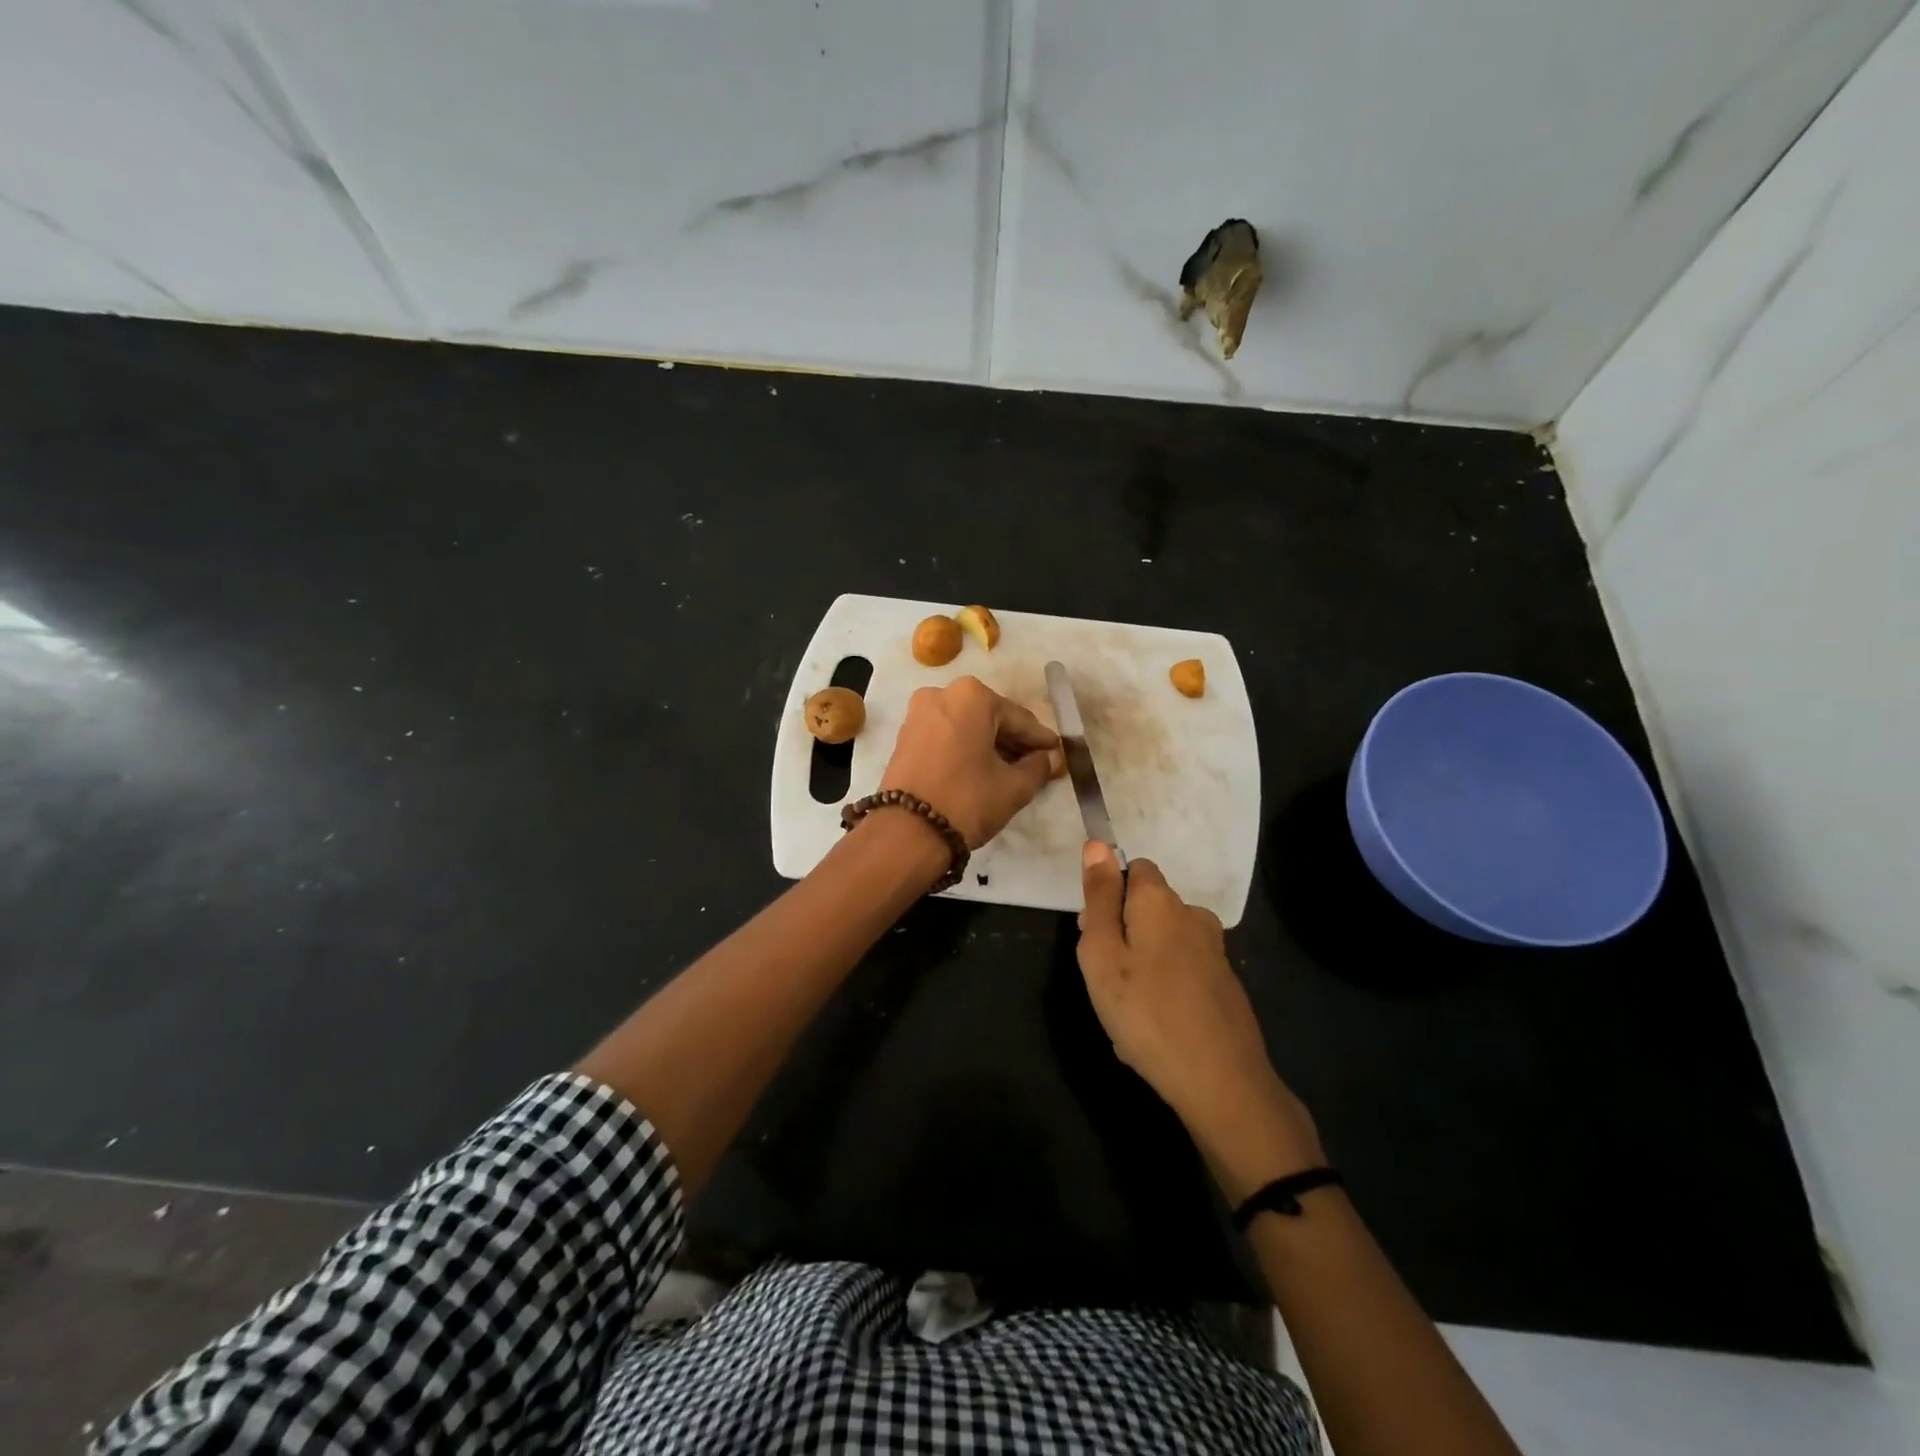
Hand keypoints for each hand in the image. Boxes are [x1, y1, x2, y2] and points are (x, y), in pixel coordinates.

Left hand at [880, 676, 1059, 848]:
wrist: (906, 833)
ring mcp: (918, 714)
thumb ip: (1038, 767)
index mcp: (972, 696)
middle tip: (1037, 764)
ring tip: (1011, 771)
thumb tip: (1049, 758)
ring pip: (967, 727)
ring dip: (989, 746)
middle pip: (990, 718)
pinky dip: (965, 749)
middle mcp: (942, 694)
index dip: (1041, 740)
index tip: (1057, 752)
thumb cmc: (967, 801)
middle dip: (1013, 742)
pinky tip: (981, 770)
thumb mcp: (1014, 787)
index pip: (1019, 719)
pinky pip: (946, 736)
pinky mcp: (904, 737)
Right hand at [1077, 843, 1323, 1197]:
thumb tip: (1097, 844)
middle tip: (1107, 980)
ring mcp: (1214, 950)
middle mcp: (1192, 914)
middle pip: (1147, 906)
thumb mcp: (1102, 954)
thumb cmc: (1146, 1012)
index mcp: (1160, 901)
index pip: (1134, 868)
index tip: (1096, 935)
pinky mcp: (1225, 983)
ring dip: (1142, 963)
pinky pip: (1182, 971)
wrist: (1221, 1081)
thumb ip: (1099, 897)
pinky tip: (1156, 1028)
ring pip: (1163, 941)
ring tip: (1128, 1011)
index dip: (1109, 894)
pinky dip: (1165, 987)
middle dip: (1123, 931)